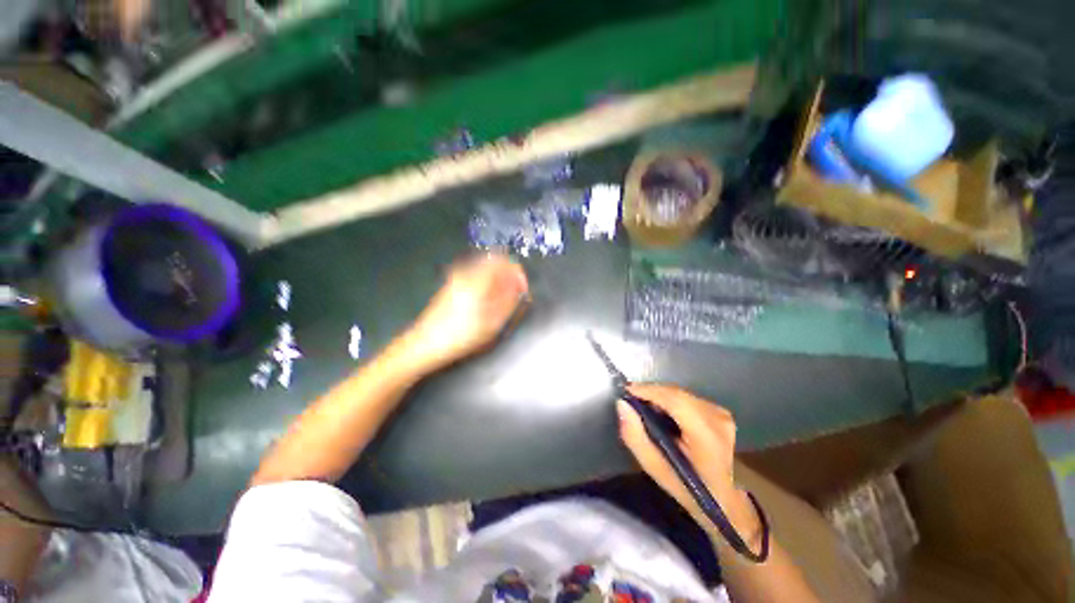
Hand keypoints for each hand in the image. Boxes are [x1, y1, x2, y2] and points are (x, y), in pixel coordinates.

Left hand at [405, 254, 528, 371]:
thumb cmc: (461, 335)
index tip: (523, 289)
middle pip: (493, 263)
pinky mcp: (451, 285)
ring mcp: (456, 278)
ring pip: (484, 270)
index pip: (503, 261)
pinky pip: (475, 277)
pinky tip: (487, 303)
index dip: (517, 273)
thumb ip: (509, 301)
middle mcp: (465, 272)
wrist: (425, 344)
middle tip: (515, 295)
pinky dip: (487, 285)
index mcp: (476, 279)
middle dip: (508, 276)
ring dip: (498, 281)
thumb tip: (519, 288)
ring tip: (503, 302)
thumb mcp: (492, 322)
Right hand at [617, 384, 760, 546]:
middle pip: (676, 394)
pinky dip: (670, 400)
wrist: (723, 498)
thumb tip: (622, 404)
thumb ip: (634, 436)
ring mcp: (721, 414)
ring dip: (659, 396)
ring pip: (680, 393)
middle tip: (631, 401)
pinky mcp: (719, 411)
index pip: (676, 401)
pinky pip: (687, 397)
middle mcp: (717, 419)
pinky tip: (662, 413)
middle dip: (651, 393)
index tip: (626, 391)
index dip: (650, 391)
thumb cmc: (687, 487)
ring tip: (645, 408)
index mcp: (707, 437)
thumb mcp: (654, 468)